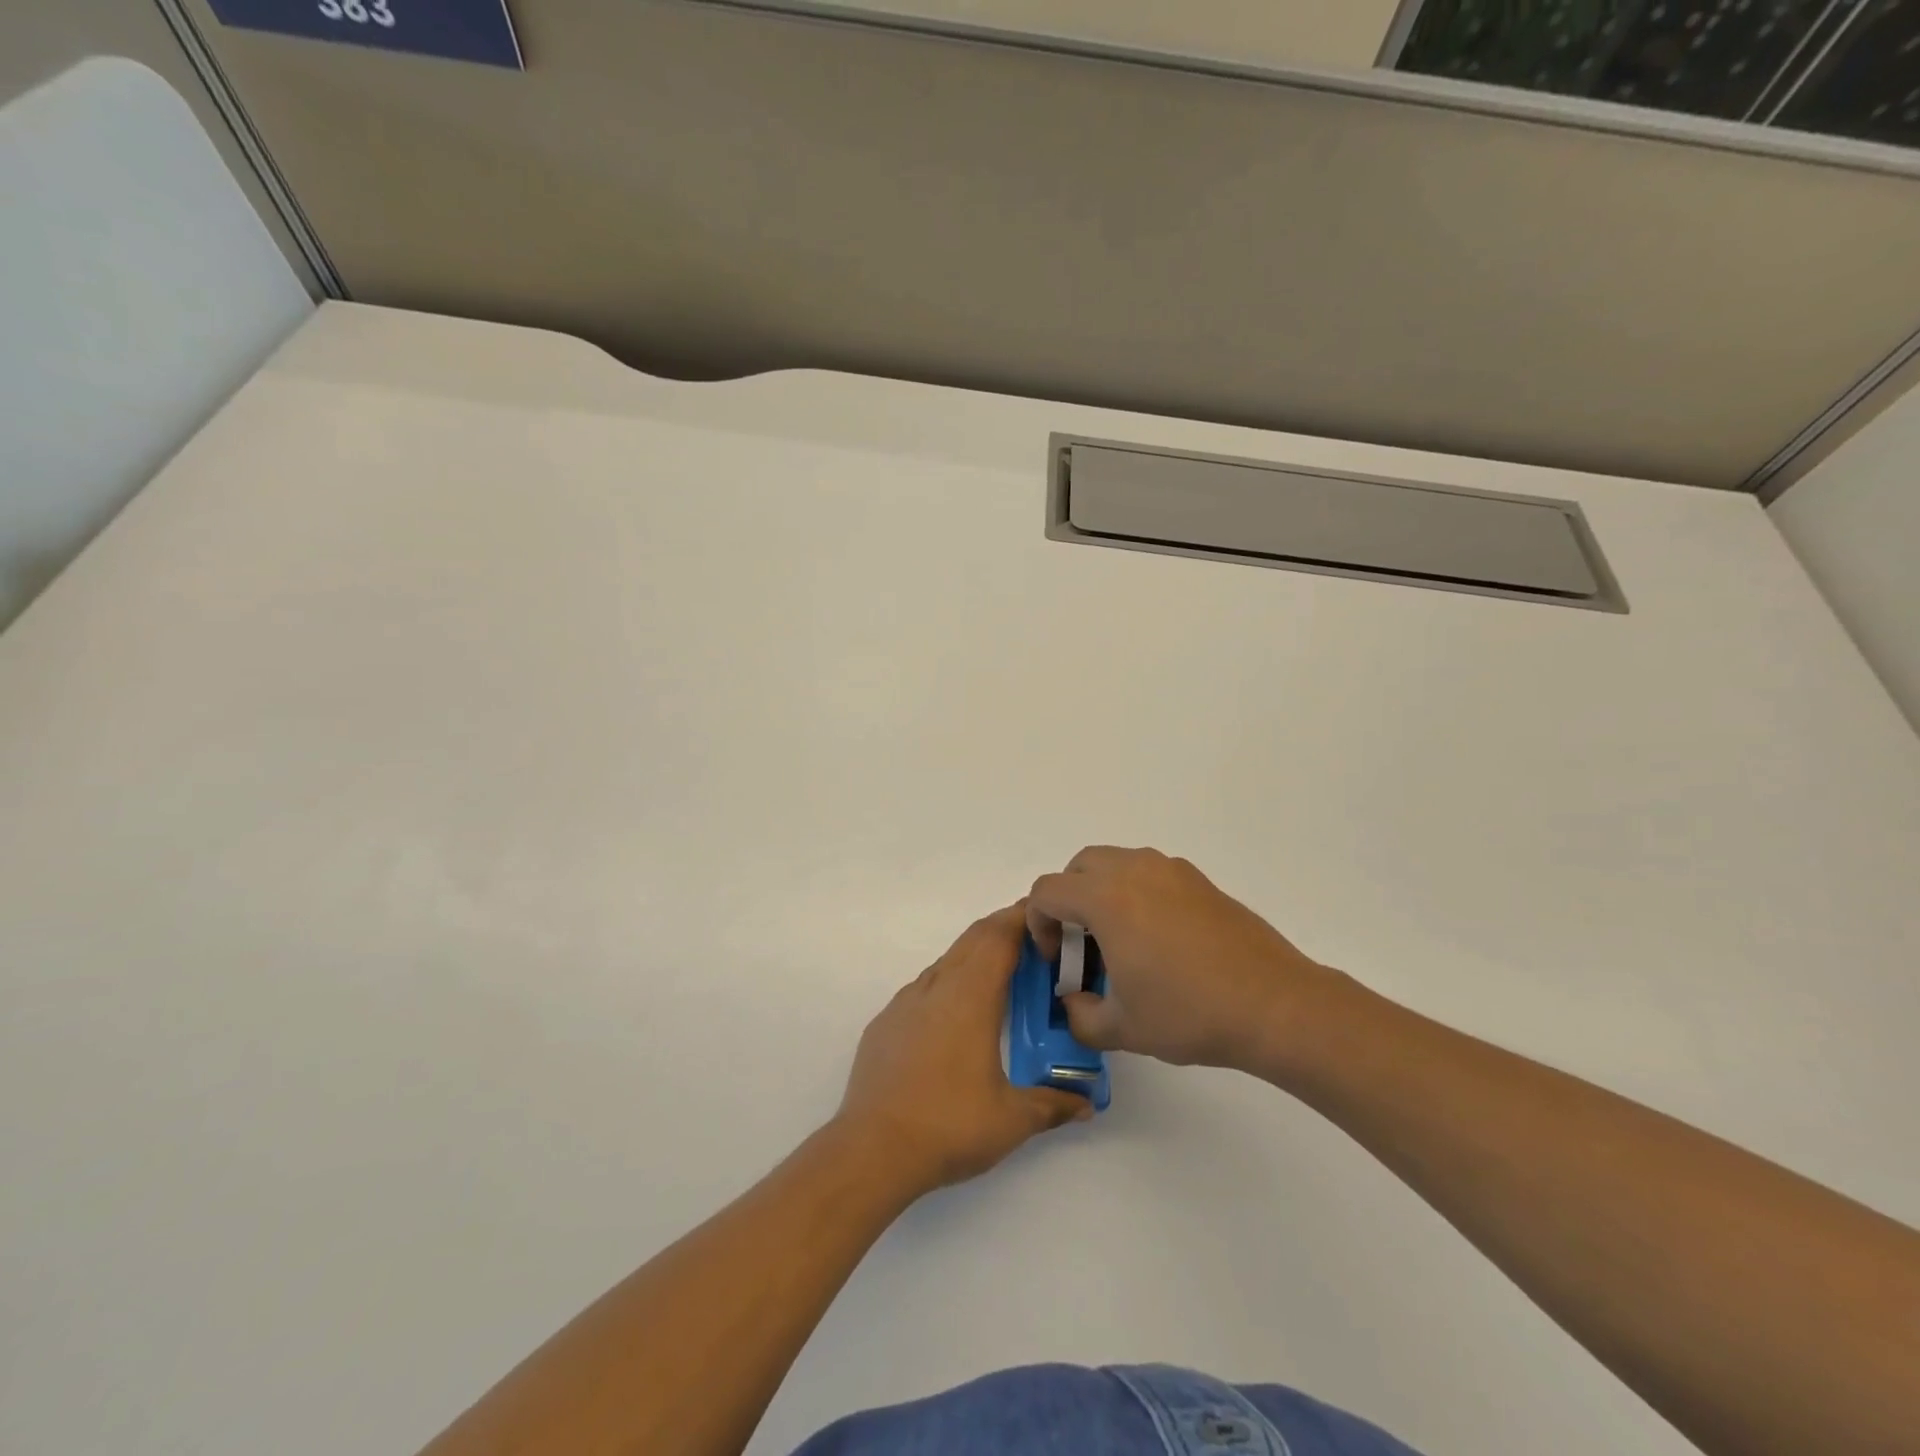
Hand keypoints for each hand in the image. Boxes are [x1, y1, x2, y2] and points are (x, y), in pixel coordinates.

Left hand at [836, 903, 1091, 1196]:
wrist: (872, 1149)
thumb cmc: (949, 1125)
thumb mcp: (1012, 1119)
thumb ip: (1052, 1105)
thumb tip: (1085, 1104)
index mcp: (970, 997)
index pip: (1000, 937)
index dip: (1023, 919)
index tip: (1046, 915)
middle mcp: (937, 987)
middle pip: (973, 939)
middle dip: (1003, 929)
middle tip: (1033, 939)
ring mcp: (905, 1003)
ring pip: (947, 961)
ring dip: (974, 956)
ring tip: (1000, 976)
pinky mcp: (885, 1023)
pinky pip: (923, 987)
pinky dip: (948, 983)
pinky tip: (955, 1016)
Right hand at [1028, 847, 1340, 1074]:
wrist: (1274, 1005)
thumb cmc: (1189, 1013)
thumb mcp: (1121, 1028)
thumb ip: (1079, 1016)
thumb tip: (1074, 1002)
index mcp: (1106, 898)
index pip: (1047, 891)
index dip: (1038, 924)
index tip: (1057, 960)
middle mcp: (1134, 870)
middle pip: (1078, 868)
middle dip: (1067, 902)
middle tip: (1082, 946)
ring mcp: (1170, 870)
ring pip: (1115, 864)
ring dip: (1101, 893)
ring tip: (1120, 942)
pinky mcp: (1198, 880)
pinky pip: (1148, 873)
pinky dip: (1135, 893)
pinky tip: (1158, 940)